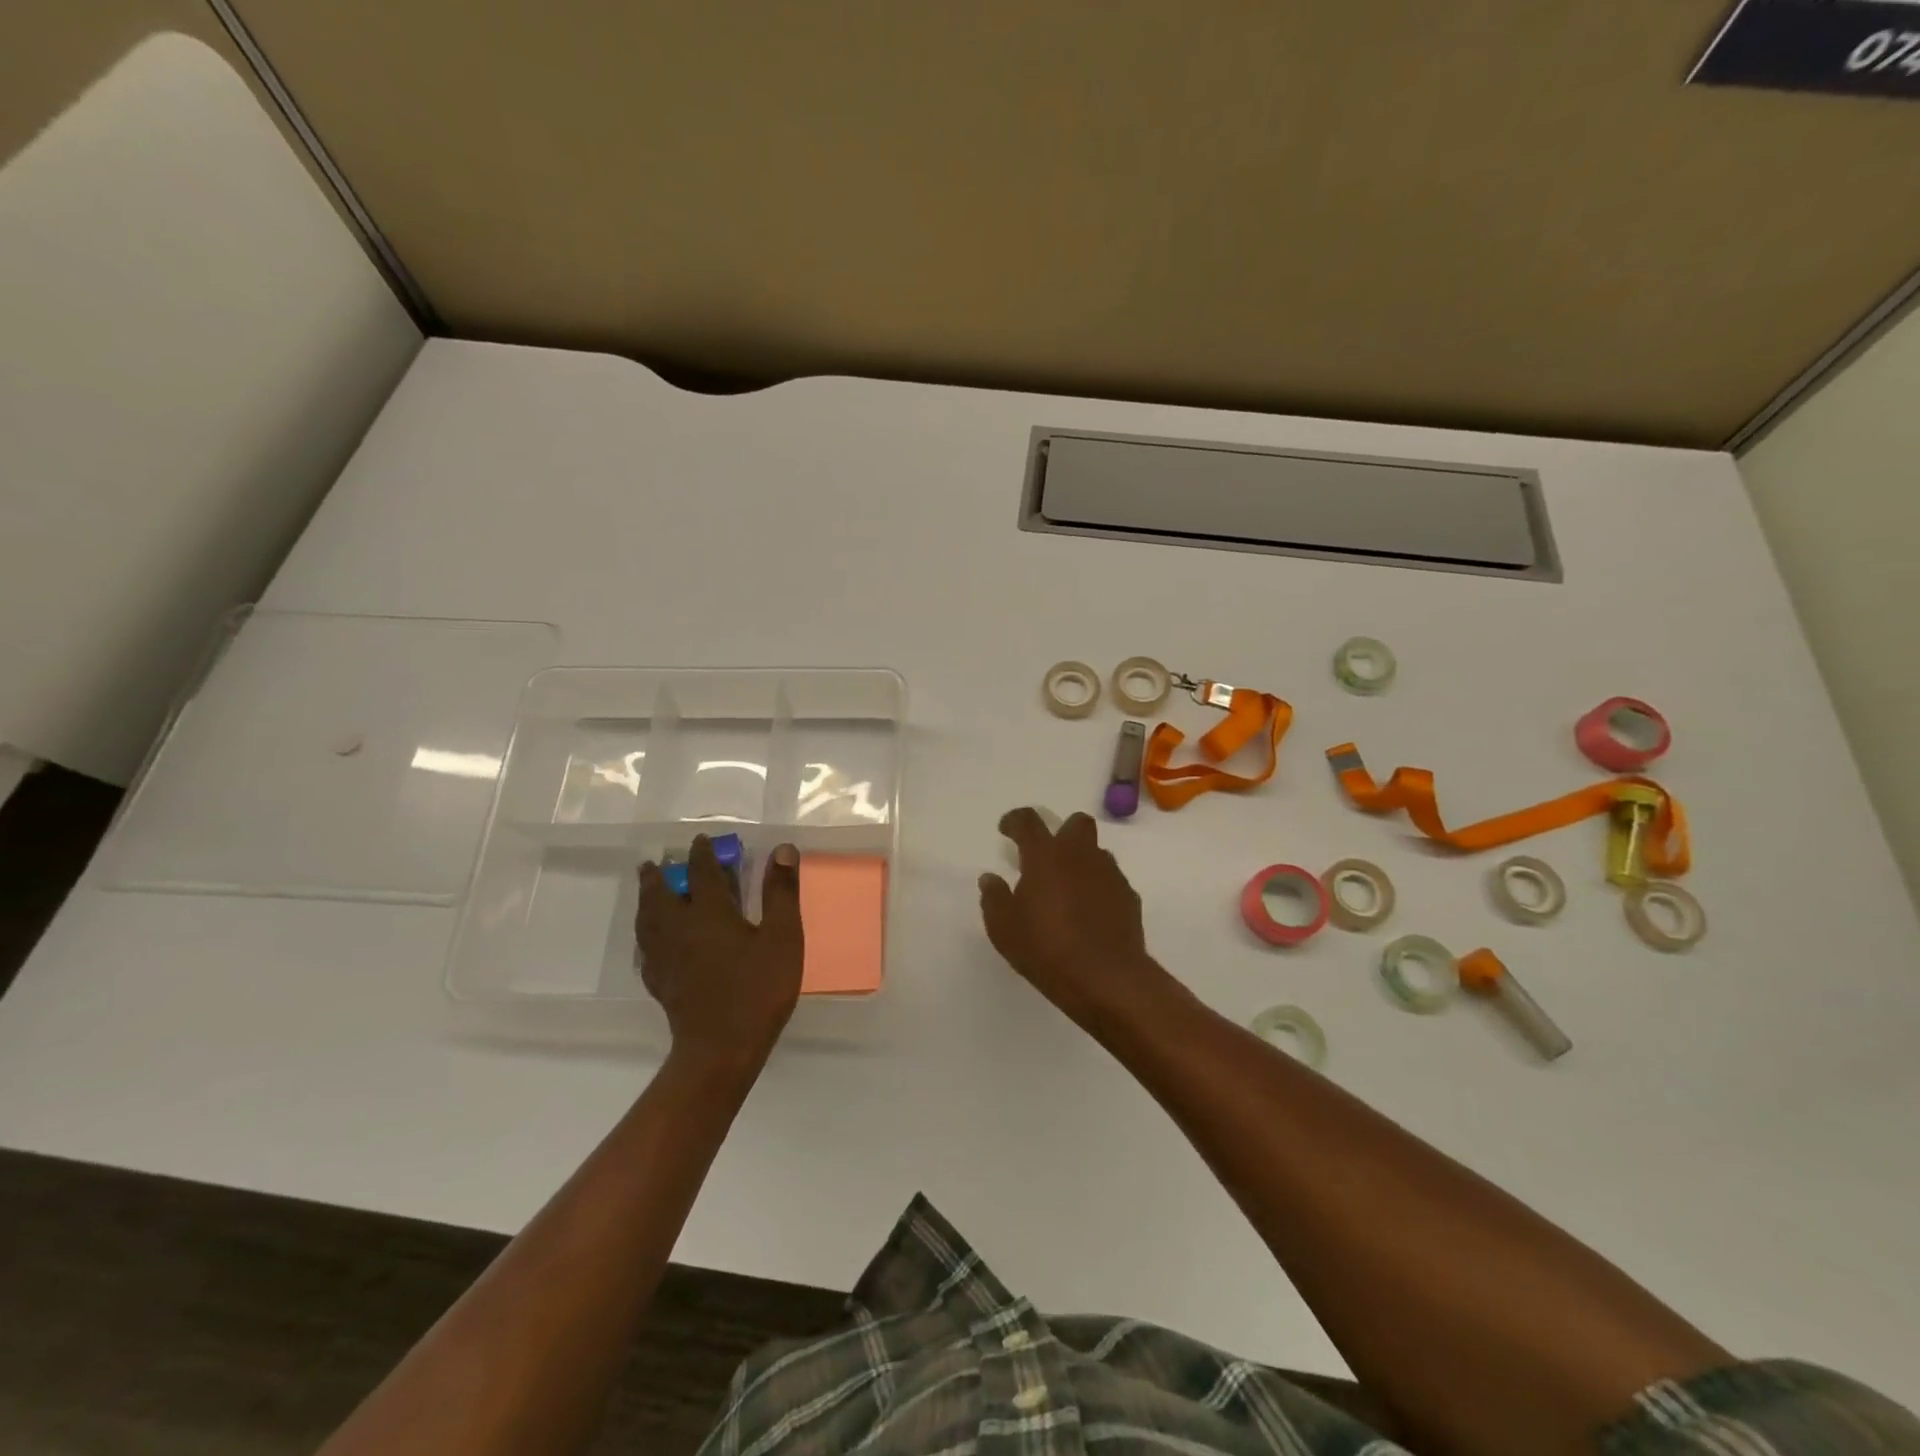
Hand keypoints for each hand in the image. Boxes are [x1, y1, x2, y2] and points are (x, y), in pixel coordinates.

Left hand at [637, 836, 803, 1071]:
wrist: (721, 1049)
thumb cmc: (758, 989)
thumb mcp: (783, 937)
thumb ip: (781, 892)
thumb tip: (782, 849)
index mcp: (709, 913)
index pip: (702, 873)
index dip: (702, 854)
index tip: (700, 840)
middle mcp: (679, 929)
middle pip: (660, 895)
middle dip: (658, 876)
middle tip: (653, 864)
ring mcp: (665, 959)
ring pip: (647, 922)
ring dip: (645, 902)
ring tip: (647, 895)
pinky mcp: (661, 984)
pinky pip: (646, 951)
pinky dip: (645, 937)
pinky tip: (650, 943)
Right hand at [978, 808, 1168, 1027]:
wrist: (1107, 978)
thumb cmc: (1046, 949)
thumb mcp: (1004, 929)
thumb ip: (994, 898)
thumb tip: (990, 878)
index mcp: (1045, 856)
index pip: (1028, 821)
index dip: (1014, 820)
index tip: (1006, 830)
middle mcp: (1080, 855)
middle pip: (1077, 823)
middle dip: (1062, 832)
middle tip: (1046, 859)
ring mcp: (1109, 874)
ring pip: (1096, 852)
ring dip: (1081, 862)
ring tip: (1068, 891)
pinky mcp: (1129, 896)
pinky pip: (1111, 880)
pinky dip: (1099, 888)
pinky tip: (1090, 913)